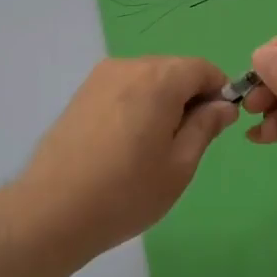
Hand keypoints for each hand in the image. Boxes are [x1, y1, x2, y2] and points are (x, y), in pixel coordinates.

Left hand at [5, 57, 238, 260]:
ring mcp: (100, 77)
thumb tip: (223, 105)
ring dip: (161, 102)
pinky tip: (125, 144)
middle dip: (188, 97)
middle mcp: (129, 66)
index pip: (203, 69)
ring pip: (147, 79)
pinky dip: (135, 106)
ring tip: (151, 149)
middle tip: (184, 145)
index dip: (218, 93)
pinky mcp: (81, 94)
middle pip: (174, 70)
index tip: (215, 127)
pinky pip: (123, 89)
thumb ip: (205, 126)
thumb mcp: (180, 165)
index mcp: (159, 78)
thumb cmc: (127, 192)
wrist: (53, 210)